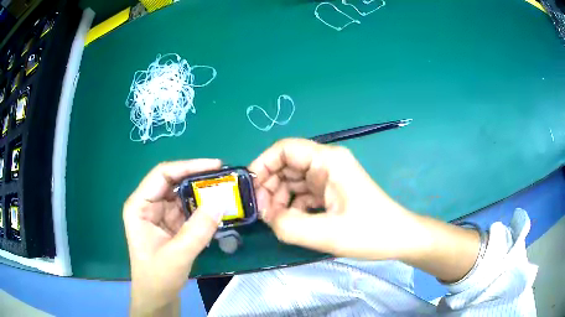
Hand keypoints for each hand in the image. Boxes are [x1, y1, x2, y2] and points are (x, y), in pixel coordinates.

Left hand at [123, 160, 222, 315]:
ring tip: (226, 191)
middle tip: (225, 178)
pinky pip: (188, 210)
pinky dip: (203, 209)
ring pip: (182, 195)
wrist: (157, 297)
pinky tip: (217, 209)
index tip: (215, 166)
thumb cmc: (158, 277)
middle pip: (173, 182)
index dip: (188, 166)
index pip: (162, 174)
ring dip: (203, 194)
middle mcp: (148, 205)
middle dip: (198, 179)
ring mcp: (160, 215)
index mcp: (139, 205)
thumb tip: (221, 201)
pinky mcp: (171, 225)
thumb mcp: (177, 254)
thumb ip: (198, 230)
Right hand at [249, 138, 419, 260]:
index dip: (263, 164)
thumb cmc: (370, 232)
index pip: (285, 149)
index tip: (250, 189)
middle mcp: (327, 163)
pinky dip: (292, 206)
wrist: (399, 238)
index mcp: (328, 161)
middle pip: (286, 165)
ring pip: (293, 181)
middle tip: (262, 213)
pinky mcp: (331, 192)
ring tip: (275, 221)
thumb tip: (269, 218)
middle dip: (269, 186)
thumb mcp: (327, 233)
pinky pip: (303, 194)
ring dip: (279, 198)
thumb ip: (289, 226)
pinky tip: (291, 222)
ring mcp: (330, 178)